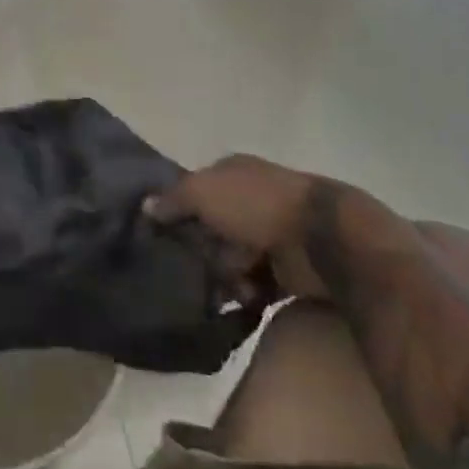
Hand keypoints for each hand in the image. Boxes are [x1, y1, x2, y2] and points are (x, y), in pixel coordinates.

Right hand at [145, 156, 328, 299]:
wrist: (324, 239)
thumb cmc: (256, 205)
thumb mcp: (203, 192)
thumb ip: (172, 199)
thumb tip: (145, 206)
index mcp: (232, 172)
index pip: (194, 189)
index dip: (178, 210)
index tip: (163, 233)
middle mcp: (249, 199)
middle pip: (210, 228)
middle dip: (203, 249)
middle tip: (198, 264)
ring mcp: (269, 233)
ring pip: (229, 258)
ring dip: (227, 274)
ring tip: (232, 284)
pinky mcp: (287, 269)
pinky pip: (254, 283)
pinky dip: (249, 291)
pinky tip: (249, 297)